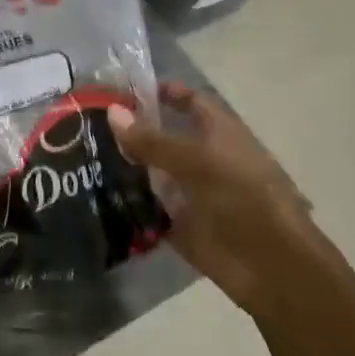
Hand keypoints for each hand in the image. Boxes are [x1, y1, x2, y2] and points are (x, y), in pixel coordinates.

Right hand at [109, 82, 319, 316]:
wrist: (271, 266)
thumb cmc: (243, 198)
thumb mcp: (196, 161)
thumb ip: (152, 140)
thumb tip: (112, 110)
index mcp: (219, 134)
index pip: (190, 101)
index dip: (163, 92)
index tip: (124, 89)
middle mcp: (205, 159)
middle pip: (165, 138)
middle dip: (132, 131)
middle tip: (88, 123)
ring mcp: (192, 193)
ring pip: (153, 172)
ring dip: (124, 166)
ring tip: (83, 155)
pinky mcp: (181, 224)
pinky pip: (149, 207)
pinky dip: (127, 202)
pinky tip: (95, 193)